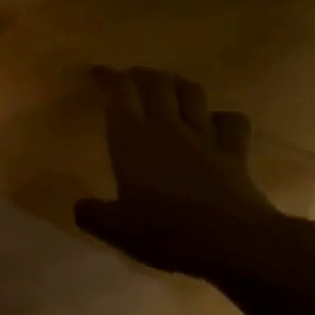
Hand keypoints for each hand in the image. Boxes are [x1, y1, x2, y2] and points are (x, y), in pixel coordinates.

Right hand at [74, 66, 285, 281]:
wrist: (232, 242)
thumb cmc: (165, 230)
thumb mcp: (116, 229)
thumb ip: (92, 214)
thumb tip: (80, 207)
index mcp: (131, 139)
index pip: (118, 92)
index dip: (107, 77)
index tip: (98, 72)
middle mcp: (167, 128)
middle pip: (156, 83)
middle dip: (141, 74)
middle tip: (131, 76)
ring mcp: (204, 137)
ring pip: (192, 93)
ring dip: (178, 84)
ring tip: (169, 88)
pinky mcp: (234, 153)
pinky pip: (231, 121)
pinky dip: (221, 116)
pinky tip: (214, 123)